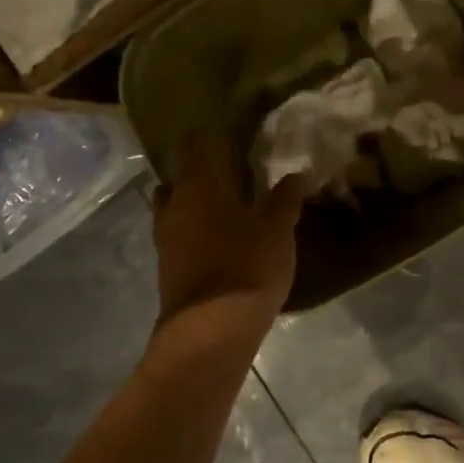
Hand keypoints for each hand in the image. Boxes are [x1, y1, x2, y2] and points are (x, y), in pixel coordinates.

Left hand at [153, 136, 307, 330]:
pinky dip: (193, 235)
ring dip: (191, 207)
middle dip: (194, 175)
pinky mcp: (168, 271)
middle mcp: (173, 208)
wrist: (211, 330)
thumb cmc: (246, 265)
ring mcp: (165, 241)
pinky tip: (217, 242)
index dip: (203, 138)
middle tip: (223, 173)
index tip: (219, 132)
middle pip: (176, 181)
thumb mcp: (278, 228)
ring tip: (222, 209)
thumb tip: (298, 173)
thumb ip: (286, 198)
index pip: (192, 147)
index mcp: (197, 186)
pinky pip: (178, 240)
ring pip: (173, 212)